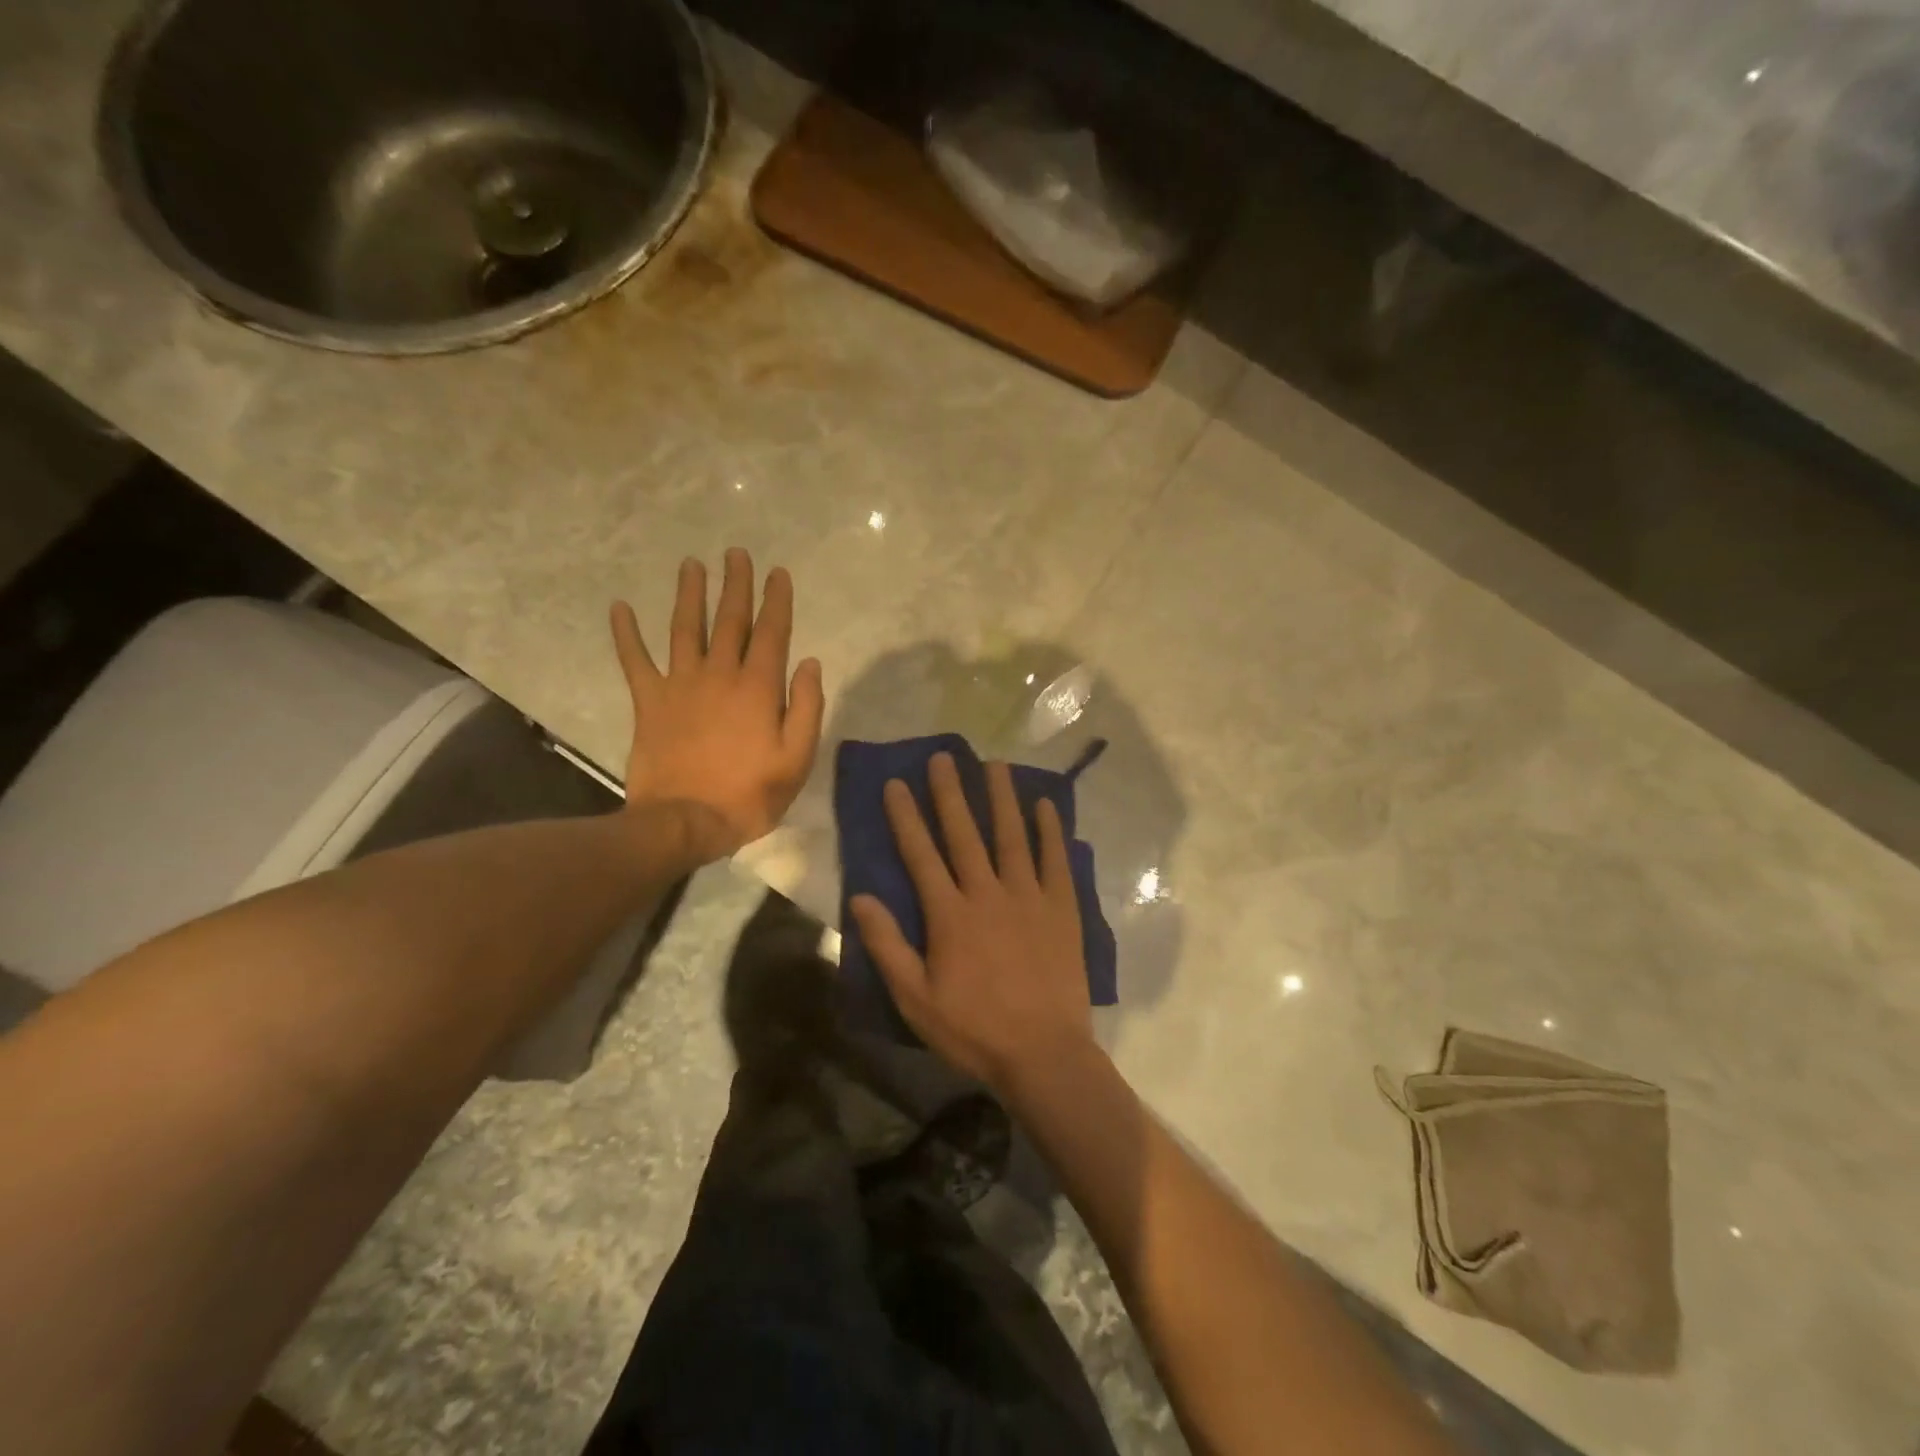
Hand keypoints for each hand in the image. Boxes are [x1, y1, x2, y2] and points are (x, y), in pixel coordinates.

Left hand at [611, 549, 823, 862]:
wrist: (685, 820)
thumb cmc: (749, 794)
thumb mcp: (796, 758)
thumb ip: (806, 707)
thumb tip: (809, 662)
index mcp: (758, 687)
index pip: (771, 632)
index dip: (776, 600)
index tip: (778, 572)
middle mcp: (719, 674)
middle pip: (729, 620)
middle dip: (735, 584)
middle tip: (736, 554)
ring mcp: (680, 684)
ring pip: (686, 628)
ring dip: (689, 594)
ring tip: (692, 565)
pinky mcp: (649, 701)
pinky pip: (635, 661)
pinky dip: (626, 634)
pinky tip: (619, 607)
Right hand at [850, 753, 1094, 1097]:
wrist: (1044, 1053)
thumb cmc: (974, 1029)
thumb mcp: (916, 999)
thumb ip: (888, 946)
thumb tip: (861, 898)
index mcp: (950, 915)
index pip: (921, 854)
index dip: (906, 817)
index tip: (896, 783)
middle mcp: (988, 893)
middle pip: (965, 834)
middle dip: (950, 793)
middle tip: (943, 757)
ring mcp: (1030, 897)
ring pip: (1012, 836)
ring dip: (1002, 798)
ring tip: (995, 764)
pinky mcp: (1062, 908)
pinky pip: (1056, 860)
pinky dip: (1051, 830)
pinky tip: (1046, 804)